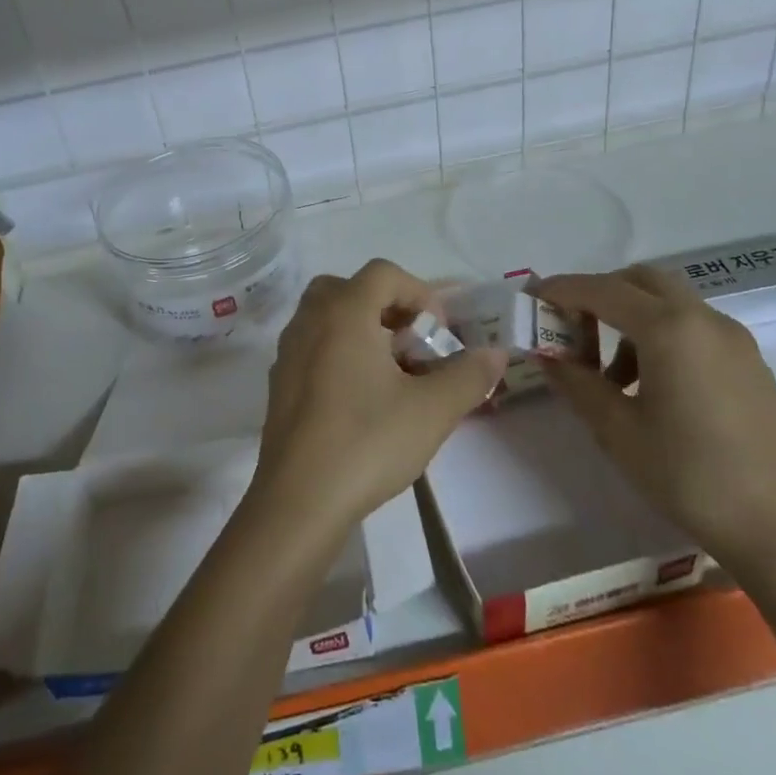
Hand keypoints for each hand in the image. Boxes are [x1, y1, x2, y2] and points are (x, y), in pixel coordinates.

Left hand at [253, 260, 505, 531]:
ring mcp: (288, 351)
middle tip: (411, 342)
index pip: (383, 273)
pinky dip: (339, 352)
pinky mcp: (279, 382)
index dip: (419, 292)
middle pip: (349, 288)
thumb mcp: (432, 410)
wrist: (298, 501)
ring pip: (327, 316)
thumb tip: (496, 353)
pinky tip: (360, 397)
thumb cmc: (367, 442)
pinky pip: (313, 346)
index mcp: (343, 312)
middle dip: (387, 307)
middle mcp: (309, 320)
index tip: (438, 331)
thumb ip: (469, 375)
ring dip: (362, 329)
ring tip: (391, 370)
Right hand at [535, 264, 775, 571]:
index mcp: (669, 328)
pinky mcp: (749, 361)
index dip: (561, 290)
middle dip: (598, 295)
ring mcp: (732, 338)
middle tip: (572, 331)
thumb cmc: (690, 476)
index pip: (601, 289)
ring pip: (667, 301)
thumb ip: (576, 382)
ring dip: (629, 318)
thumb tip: (547, 354)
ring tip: (610, 375)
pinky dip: (660, 334)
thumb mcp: (617, 430)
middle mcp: (703, 318)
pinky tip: (651, 386)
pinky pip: (692, 325)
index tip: (531, 300)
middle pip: (638, 280)